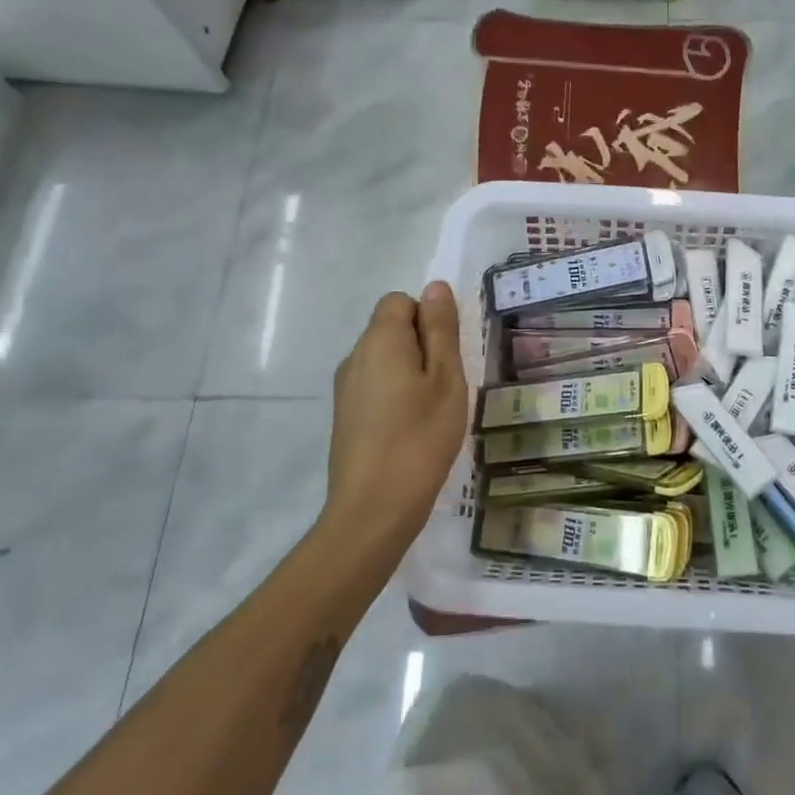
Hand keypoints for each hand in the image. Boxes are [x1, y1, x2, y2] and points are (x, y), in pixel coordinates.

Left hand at [323, 282, 468, 552]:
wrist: (373, 509)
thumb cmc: (420, 437)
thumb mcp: (446, 379)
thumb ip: (441, 330)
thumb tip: (435, 286)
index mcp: (379, 340)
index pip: (401, 301)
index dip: (429, 318)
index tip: (448, 355)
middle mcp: (355, 357)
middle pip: (391, 329)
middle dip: (423, 345)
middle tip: (448, 384)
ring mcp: (346, 388)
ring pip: (385, 360)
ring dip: (411, 372)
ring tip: (434, 410)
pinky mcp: (345, 416)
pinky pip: (376, 386)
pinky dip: (397, 395)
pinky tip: (413, 428)